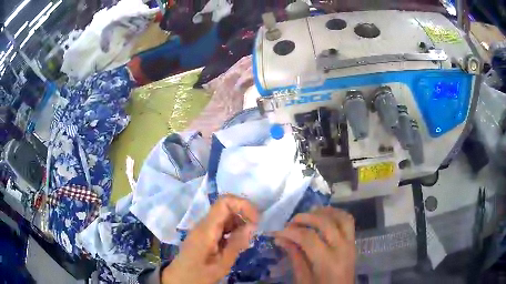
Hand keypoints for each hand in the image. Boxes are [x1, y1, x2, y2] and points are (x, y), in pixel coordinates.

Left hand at [162, 195, 258, 283]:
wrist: (179, 279)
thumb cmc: (199, 274)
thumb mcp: (221, 264)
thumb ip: (236, 244)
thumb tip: (251, 225)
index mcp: (206, 229)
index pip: (224, 202)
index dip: (242, 205)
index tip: (255, 220)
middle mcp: (203, 224)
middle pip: (225, 207)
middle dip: (243, 215)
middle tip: (253, 232)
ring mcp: (202, 228)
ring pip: (224, 216)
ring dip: (239, 223)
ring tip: (246, 240)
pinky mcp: (204, 234)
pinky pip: (220, 225)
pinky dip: (232, 230)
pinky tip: (236, 243)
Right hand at [274, 207, 355, 283]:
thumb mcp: (303, 279)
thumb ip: (295, 257)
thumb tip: (281, 238)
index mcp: (328, 262)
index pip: (308, 238)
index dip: (291, 231)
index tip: (277, 231)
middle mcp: (342, 248)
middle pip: (326, 223)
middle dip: (306, 217)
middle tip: (291, 221)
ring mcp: (351, 244)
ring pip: (342, 217)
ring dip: (325, 212)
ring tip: (309, 213)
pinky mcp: (353, 243)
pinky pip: (348, 222)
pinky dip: (336, 214)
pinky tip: (324, 217)